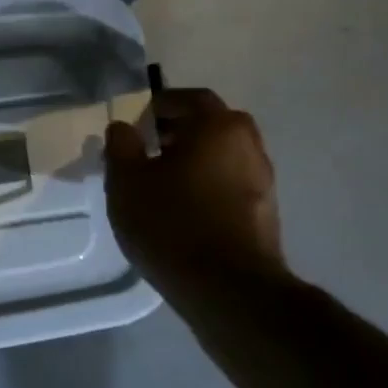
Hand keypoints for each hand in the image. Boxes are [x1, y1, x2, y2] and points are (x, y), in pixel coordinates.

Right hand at [104, 89, 287, 297]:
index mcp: (218, 126)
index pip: (189, 98)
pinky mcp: (265, 213)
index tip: (136, 120)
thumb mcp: (126, 181)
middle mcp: (249, 145)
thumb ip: (121, 146)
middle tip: (147, 147)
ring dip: (195, 159)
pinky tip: (183, 208)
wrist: (228, 289)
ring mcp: (263, 181)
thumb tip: (123, 127)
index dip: (159, 105)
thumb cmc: (171, 222)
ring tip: (161, 181)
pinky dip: (208, 184)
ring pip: (223, 155)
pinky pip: (230, 183)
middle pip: (211, 125)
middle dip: (179, 130)